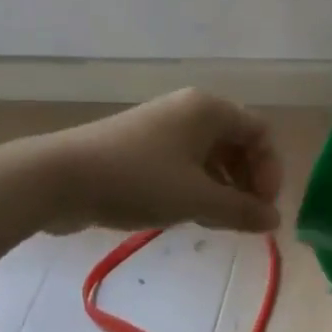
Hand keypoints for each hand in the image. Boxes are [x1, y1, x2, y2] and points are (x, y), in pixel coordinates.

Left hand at [40, 89, 282, 234]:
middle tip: (244, 217)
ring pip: (210, 156)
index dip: (270, 170)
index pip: (261, 133)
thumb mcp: (198, 199)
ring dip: (223, 188)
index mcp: (210, 110)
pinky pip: (183, 163)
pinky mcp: (139, 146)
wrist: (57, 178)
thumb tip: (275, 219)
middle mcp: (190, 110)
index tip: (263, 207)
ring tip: (217, 221)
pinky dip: (196, 186)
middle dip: (247, 181)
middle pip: (237, 143)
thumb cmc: (138, 180)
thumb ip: (242, 210)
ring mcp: (162, 126)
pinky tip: (188, 214)